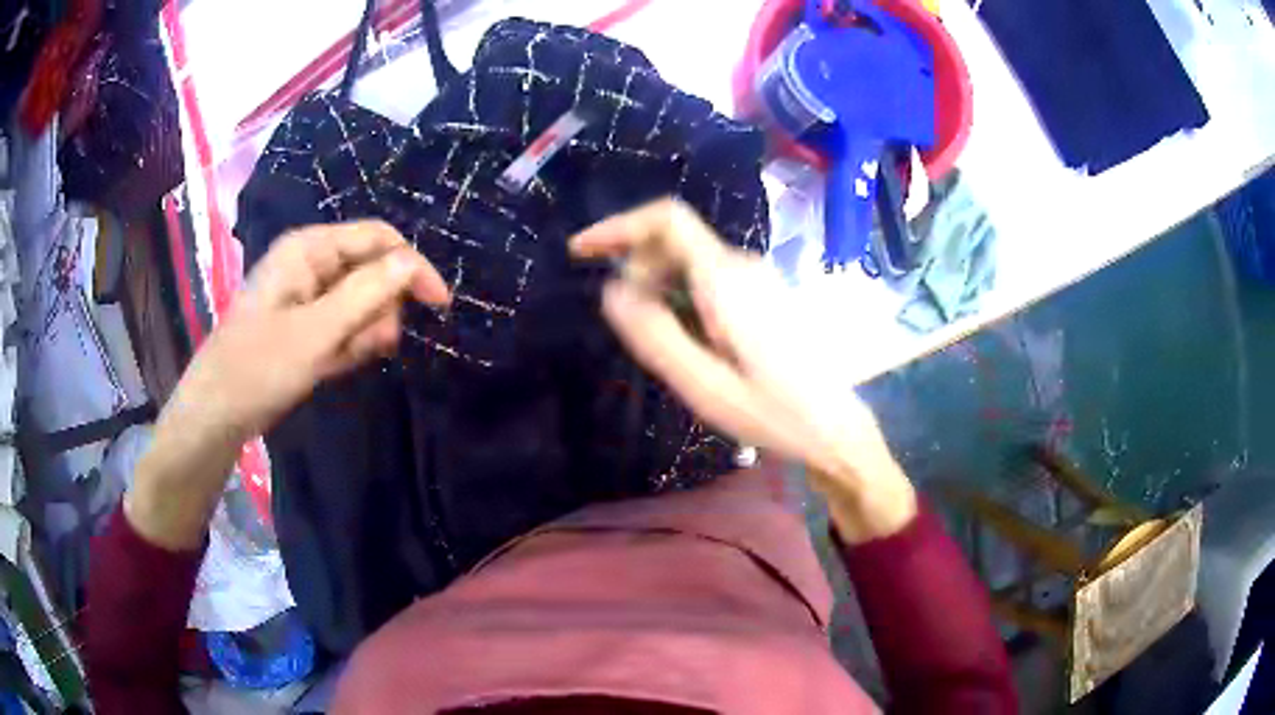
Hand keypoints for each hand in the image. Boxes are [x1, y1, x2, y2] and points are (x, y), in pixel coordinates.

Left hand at [169, 220, 450, 443]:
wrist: (219, 412)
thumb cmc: (259, 366)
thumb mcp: (316, 332)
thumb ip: (367, 293)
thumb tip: (413, 262)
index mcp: (310, 249)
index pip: (379, 240)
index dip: (411, 267)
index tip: (439, 306)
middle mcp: (311, 263)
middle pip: (372, 271)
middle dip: (379, 310)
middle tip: (366, 346)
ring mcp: (308, 295)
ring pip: (361, 303)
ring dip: (362, 333)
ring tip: (337, 360)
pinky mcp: (306, 323)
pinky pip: (343, 326)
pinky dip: (346, 346)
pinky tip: (330, 365)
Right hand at [570, 199, 915, 541]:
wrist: (835, 428)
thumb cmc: (773, 414)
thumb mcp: (704, 386)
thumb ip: (656, 335)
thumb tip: (611, 290)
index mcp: (727, 280)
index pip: (667, 219)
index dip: (619, 226)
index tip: (582, 252)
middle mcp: (744, 265)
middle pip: (674, 240)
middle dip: (638, 268)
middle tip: (631, 323)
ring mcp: (758, 276)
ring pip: (689, 260)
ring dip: (660, 286)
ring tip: (663, 341)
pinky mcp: (764, 293)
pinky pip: (708, 277)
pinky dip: (682, 295)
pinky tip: (691, 340)